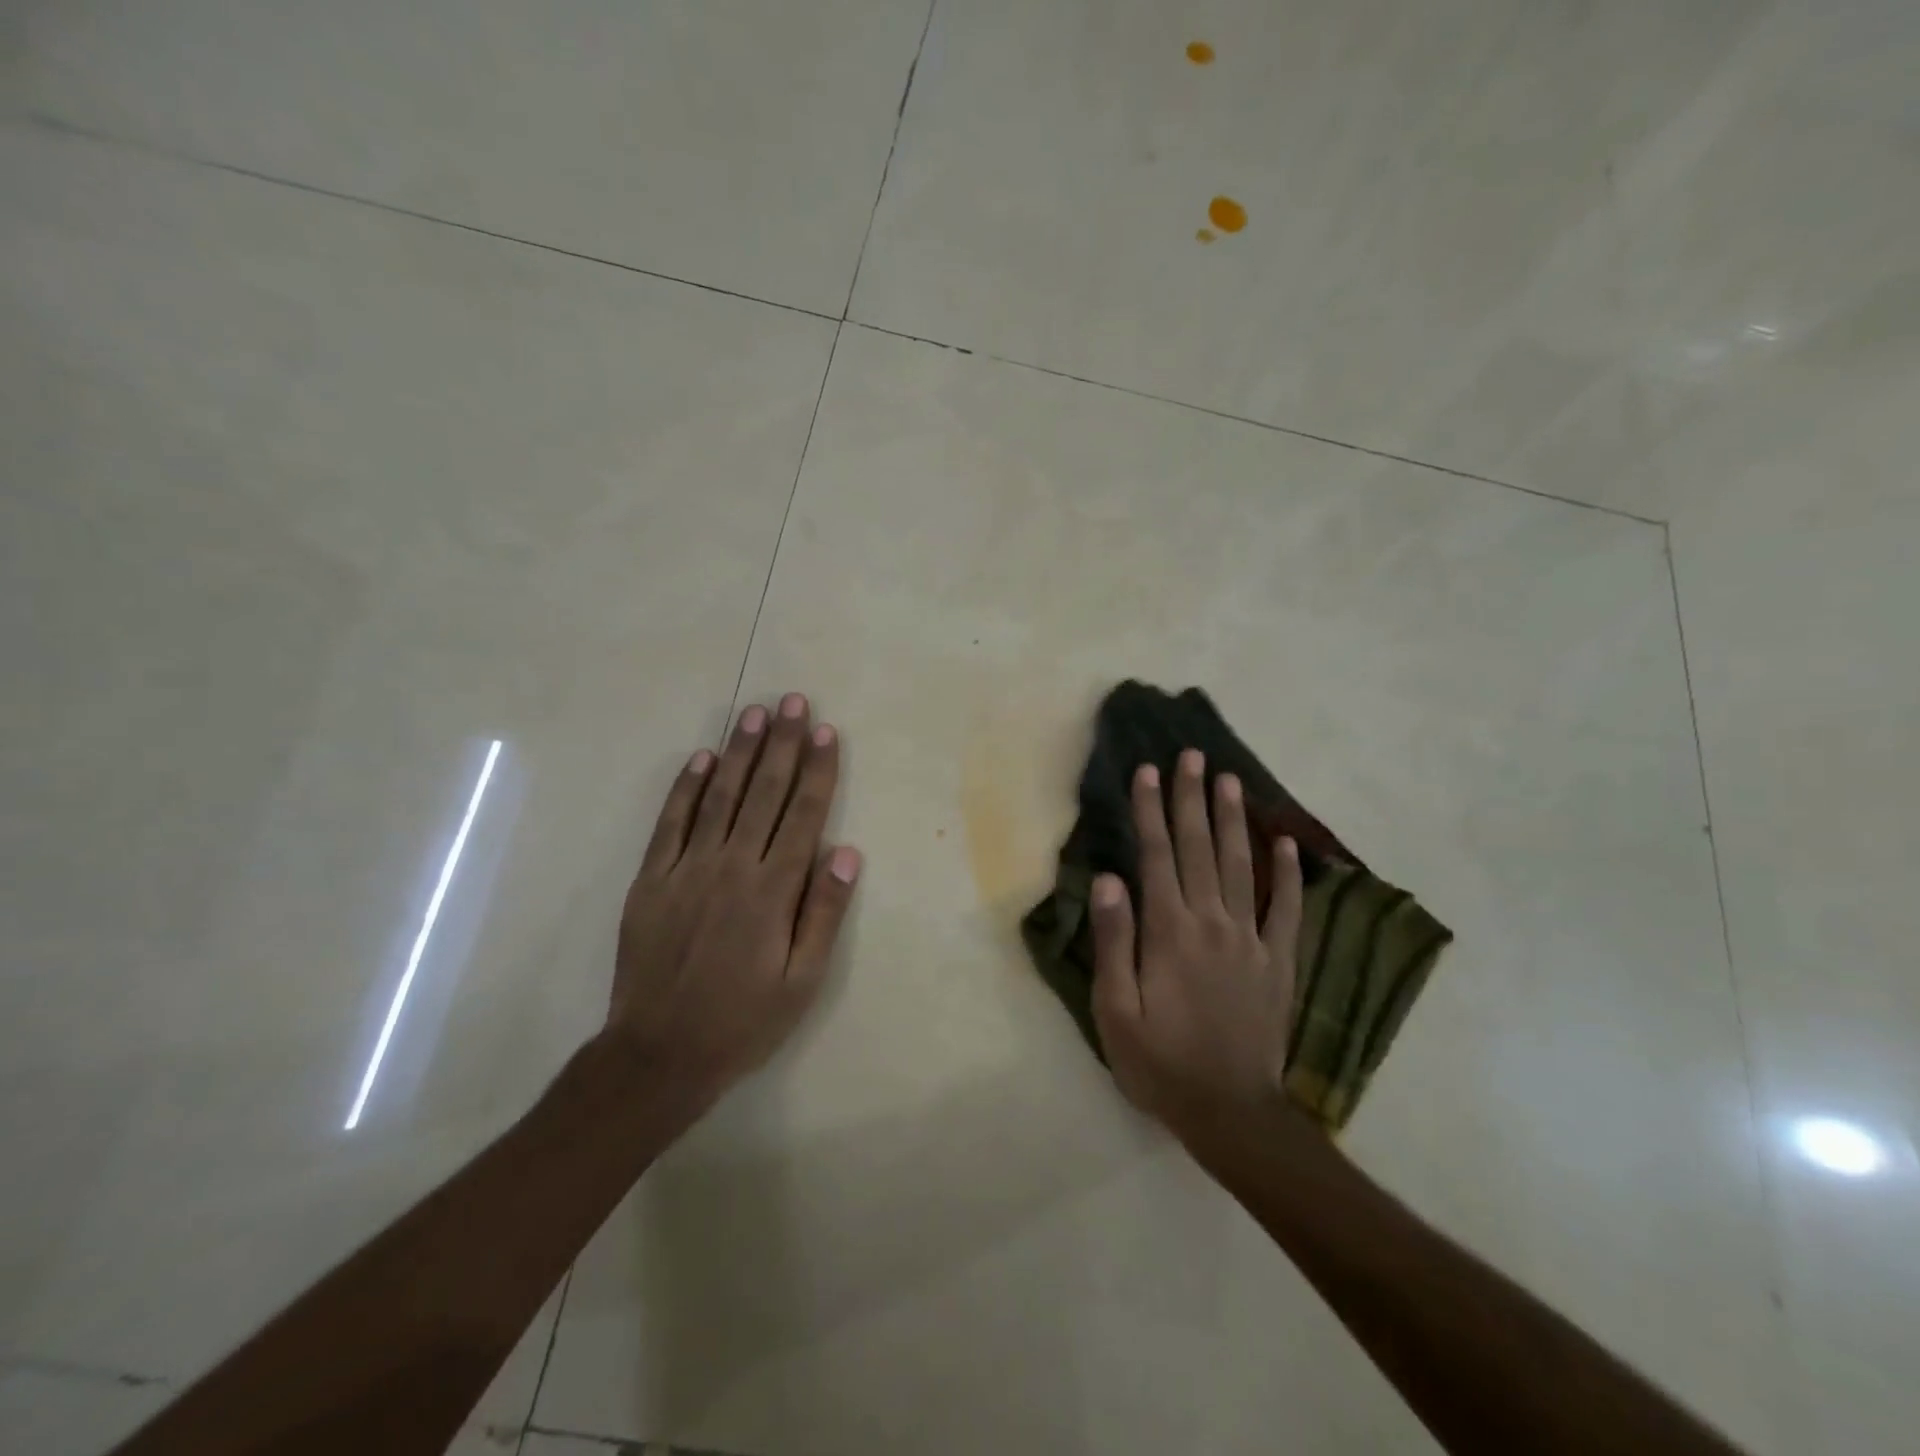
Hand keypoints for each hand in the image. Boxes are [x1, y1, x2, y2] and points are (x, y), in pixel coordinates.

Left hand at [610, 692, 860, 1114]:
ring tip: (755, 713)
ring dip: (739, 751)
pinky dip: (687, 787)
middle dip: (782, 744)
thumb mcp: (802, 982)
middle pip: (763, 793)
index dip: (817, 771)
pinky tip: (701, 758)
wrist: (658, 1054)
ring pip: (720, 796)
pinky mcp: (652, 879)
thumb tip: (846, 853)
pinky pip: (671, 822)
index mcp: (773, 891)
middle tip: (794, 702)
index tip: (826, 732)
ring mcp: (686, 869)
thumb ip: (823, 914)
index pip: (803, 815)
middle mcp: (732, 866)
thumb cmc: (743, 1020)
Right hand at [1089, 749, 1303, 1140]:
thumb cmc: (1161, 1062)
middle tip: (1192, 755)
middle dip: (1192, 798)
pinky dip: (1288, 873)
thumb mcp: (1116, 1010)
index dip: (1150, 810)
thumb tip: (1108, 879)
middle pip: (1199, 847)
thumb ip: (1114, 942)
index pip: (1156, 855)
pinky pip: (1286, 908)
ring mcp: (1251, 939)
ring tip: (1230, 780)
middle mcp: (1211, 922)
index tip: (1149, 771)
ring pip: (1241, 865)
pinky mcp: (1279, 960)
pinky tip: (1287, 843)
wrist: (1231, 1113)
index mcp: (1169, 931)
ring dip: (1233, 820)